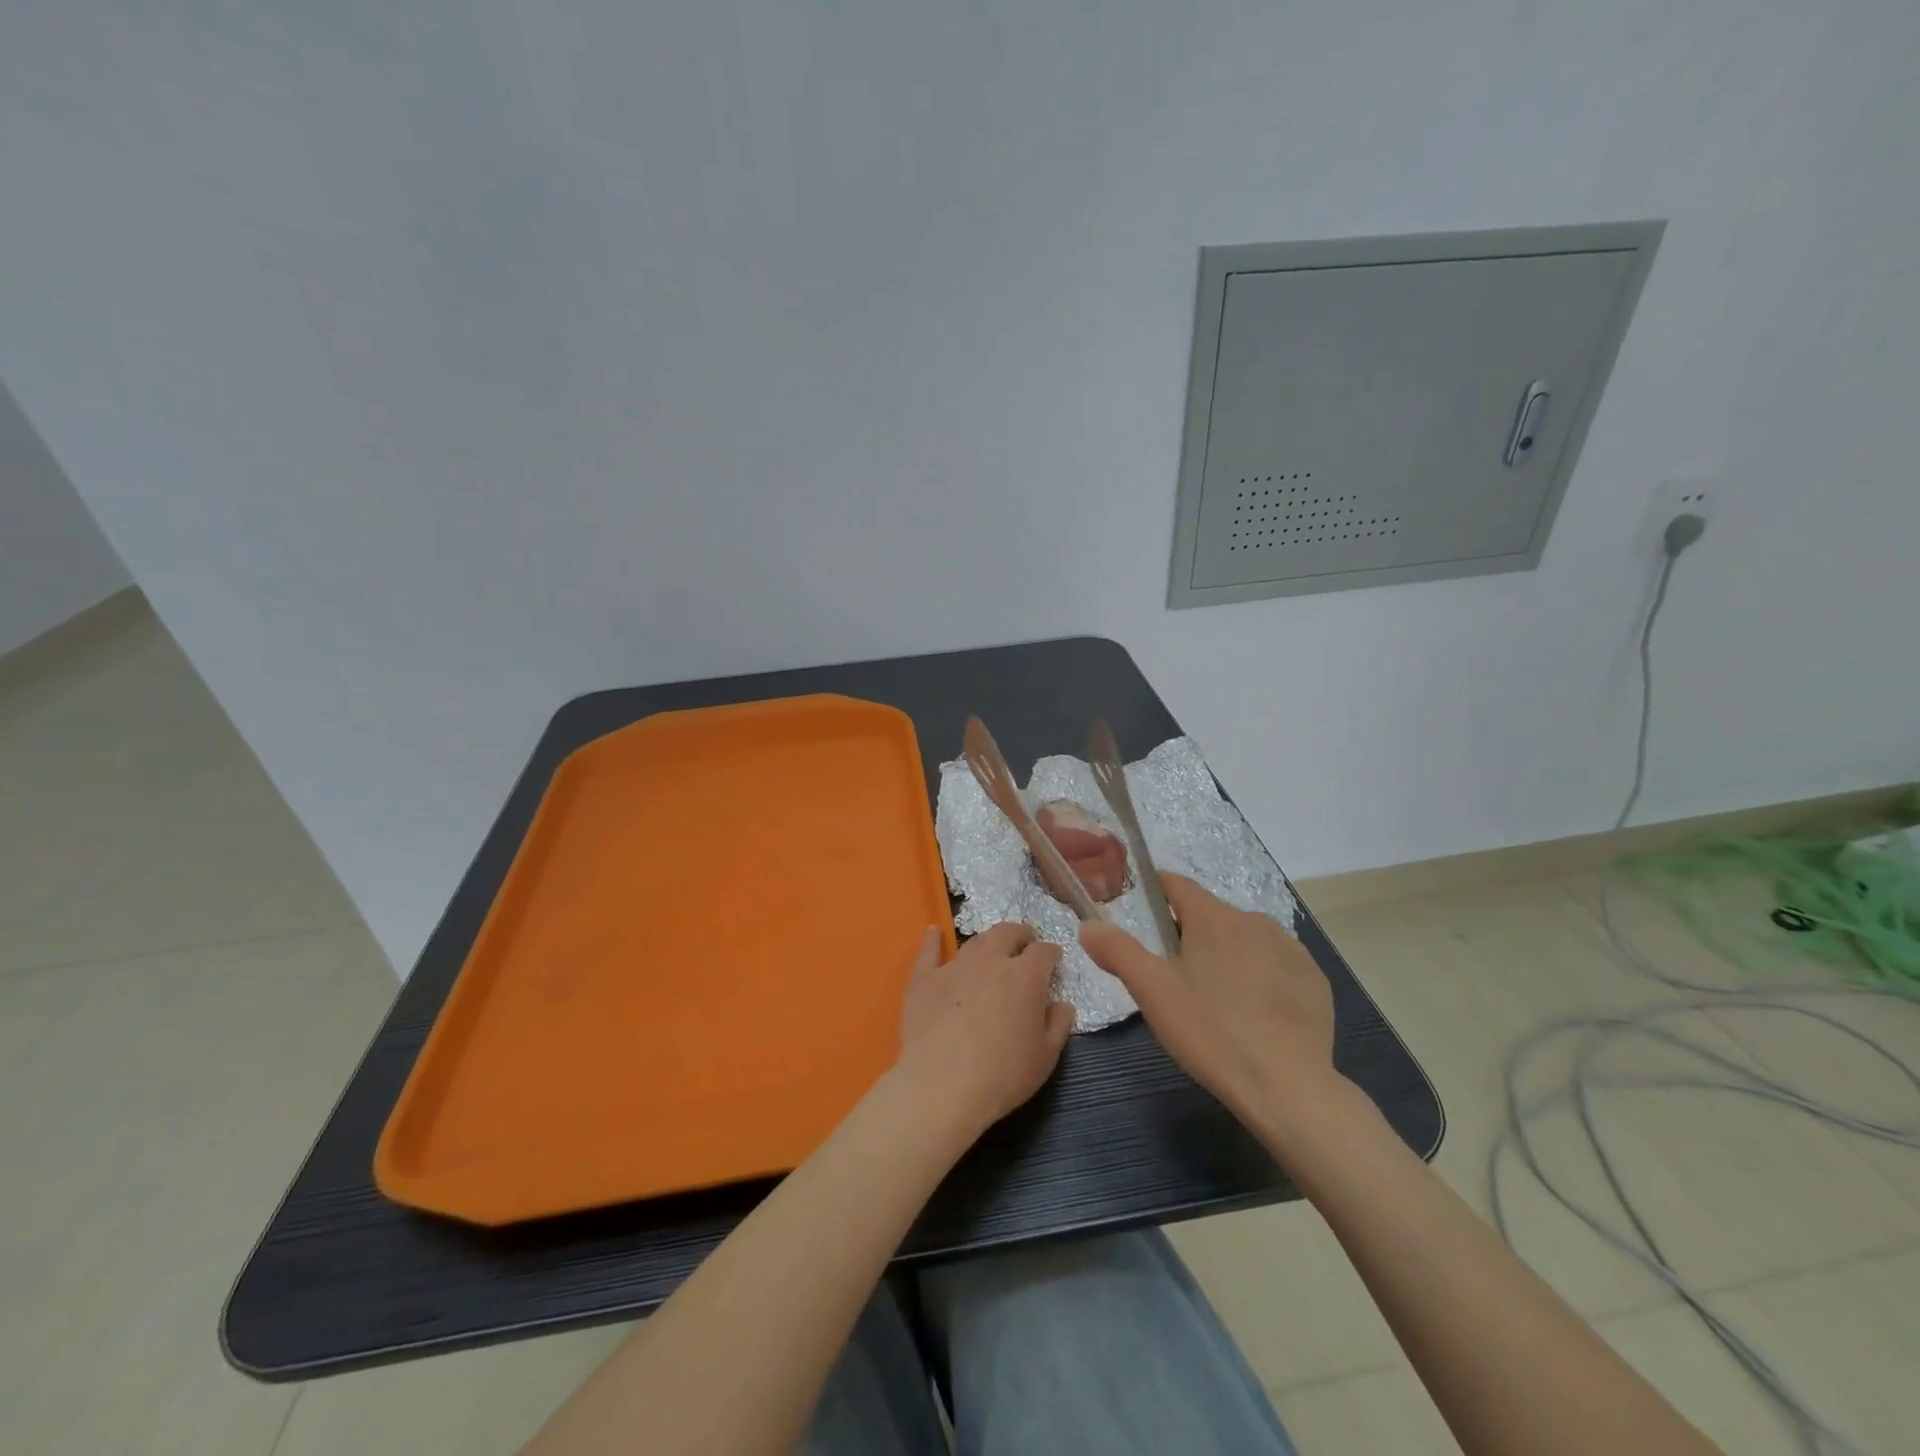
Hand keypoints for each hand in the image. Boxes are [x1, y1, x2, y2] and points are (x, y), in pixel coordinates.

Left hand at [893, 923, 1074, 1139]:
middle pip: (1007, 933)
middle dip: (1020, 935)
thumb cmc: (1003, 1075)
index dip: (1052, 953)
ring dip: (988, 941)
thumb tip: (1063, 1005)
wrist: (941, 1086)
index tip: (1054, 960)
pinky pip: (929, 951)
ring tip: (992, 948)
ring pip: (975, 941)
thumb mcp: (1045, 1057)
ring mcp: (955, 966)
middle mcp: (991, 960)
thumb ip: (1058, 1025)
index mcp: (1025, 976)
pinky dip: (933, 940)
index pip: (1044, 951)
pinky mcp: (924, 979)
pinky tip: (934, 931)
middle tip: (1025, 943)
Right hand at [1080, 874, 1338, 1136]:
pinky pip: (1276, 965)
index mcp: (1213, 917)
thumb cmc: (1210, 1031)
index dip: (1155, 892)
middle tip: (1173, 975)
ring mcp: (1290, 949)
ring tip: (1215, 998)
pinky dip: (1261, 977)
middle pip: (1210, 915)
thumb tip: (1088, 924)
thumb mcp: (1152, 991)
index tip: (1141, 911)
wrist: (1289, 1087)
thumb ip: (1117, 951)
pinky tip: (1254, 1014)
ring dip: (1226, 954)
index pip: (1176, 885)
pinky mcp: (1315, 980)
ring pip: (1244, 939)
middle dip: (1189, 934)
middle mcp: (1254, 921)